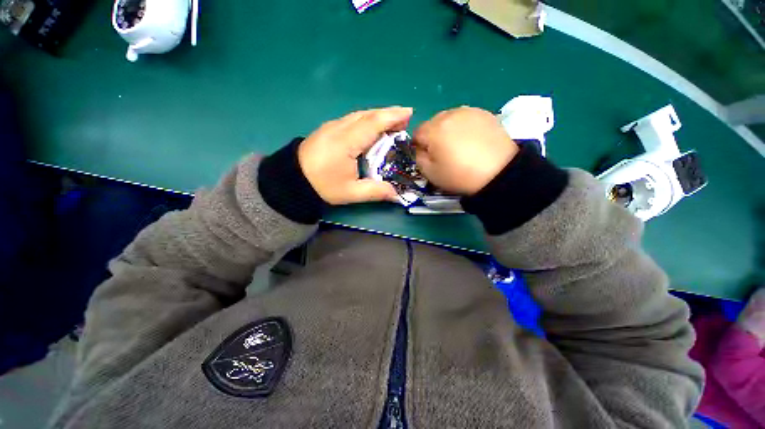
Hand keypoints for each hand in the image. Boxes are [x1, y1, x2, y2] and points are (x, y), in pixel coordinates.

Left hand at [298, 107, 412, 204]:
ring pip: (360, 115)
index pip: (373, 123)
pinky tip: (372, 129)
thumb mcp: (350, 193)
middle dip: (388, 114)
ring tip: (393, 123)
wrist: (292, 179)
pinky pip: (352, 119)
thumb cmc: (322, 185)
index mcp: (346, 142)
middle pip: (368, 115)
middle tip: (405, 120)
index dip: (392, 116)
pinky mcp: (328, 129)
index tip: (409, 113)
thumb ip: (375, 192)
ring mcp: (332, 126)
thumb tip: (397, 194)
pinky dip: (367, 120)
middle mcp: (340, 128)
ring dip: (378, 116)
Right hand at [413, 106, 518, 195]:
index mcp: (434, 129)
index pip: (417, 133)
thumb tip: (420, 148)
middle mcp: (449, 114)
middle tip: (443, 152)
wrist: (499, 173)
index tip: (427, 156)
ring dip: (448, 129)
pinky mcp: (483, 113)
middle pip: (432, 123)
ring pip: (449, 118)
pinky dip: (463, 126)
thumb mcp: (430, 173)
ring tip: (459, 145)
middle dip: (433, 135)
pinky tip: (471, 140)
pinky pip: (465, 117)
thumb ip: (418, 157)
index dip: (419, 145)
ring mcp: (468, 111)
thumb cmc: (460, 175)